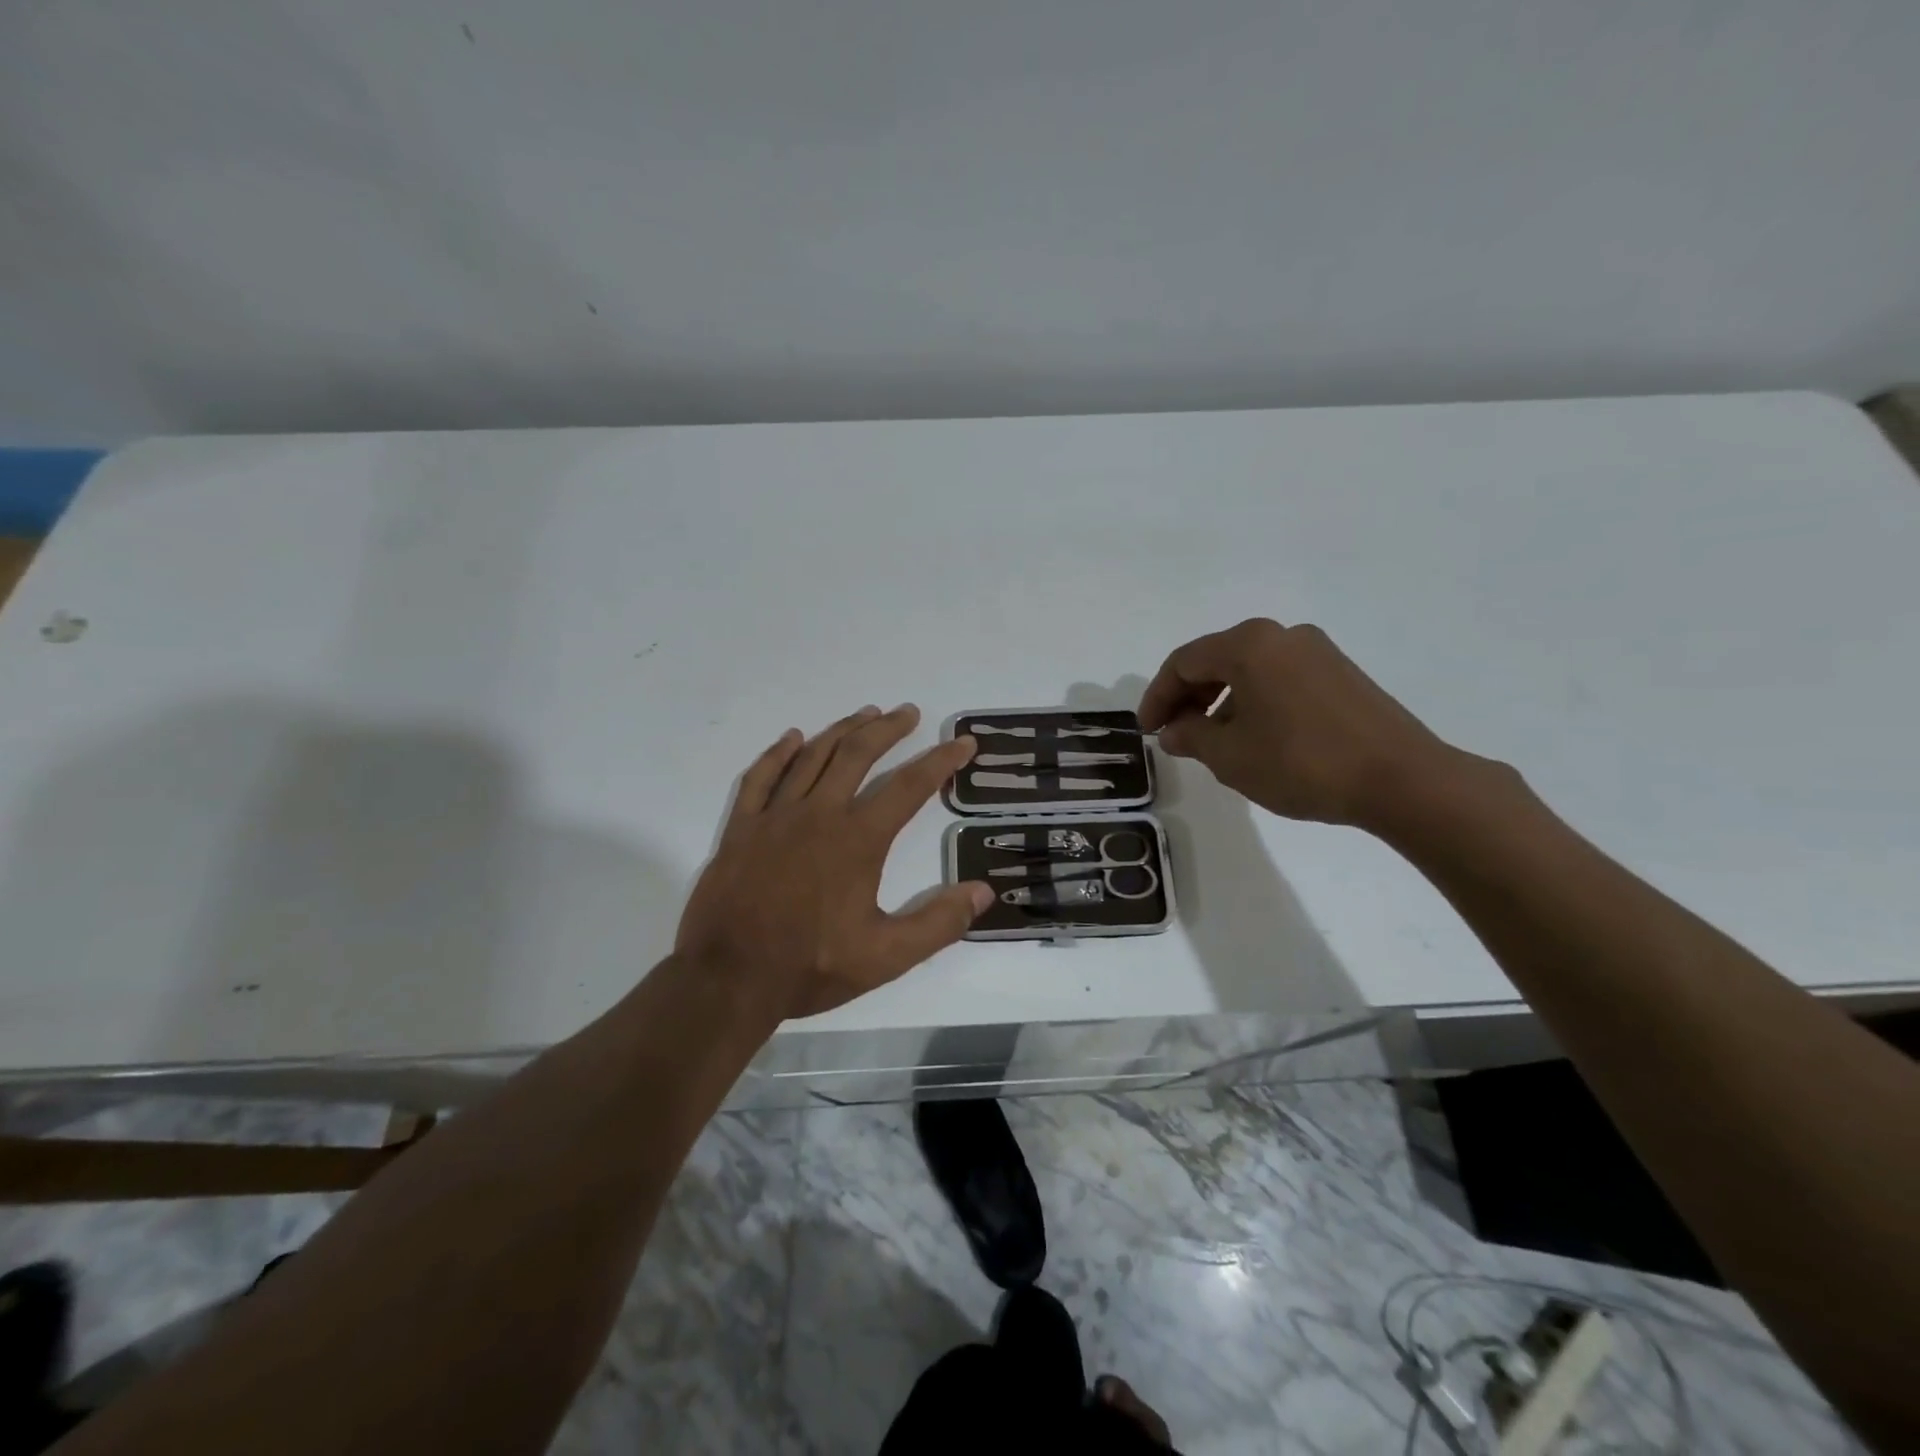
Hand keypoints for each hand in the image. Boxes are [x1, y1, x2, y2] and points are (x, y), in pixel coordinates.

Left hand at [676, 705, 991, 1019]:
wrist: (728, 979)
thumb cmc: (810, 966)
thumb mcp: (887, 957)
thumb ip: (938, 923)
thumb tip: (983, 891)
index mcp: (857, 839)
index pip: (909, 786)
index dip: (940, 761)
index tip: (962, 744)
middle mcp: (819, 814)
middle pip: (858, 755)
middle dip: (887, 729)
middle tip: (907, 712)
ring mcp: (775, 817)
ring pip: (812, 757)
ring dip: (842, 731)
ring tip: (865, 715)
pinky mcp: (741, 828)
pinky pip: (760, 777)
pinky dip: (779, 753)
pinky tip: (793, 738)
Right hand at [1137, 618, 1464, 831]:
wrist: (1401, 779)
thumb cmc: (1301, 762)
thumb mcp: (1230, 756)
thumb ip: (1191, 737)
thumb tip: (1174, 731)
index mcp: (1249, 645)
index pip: (1183, 663)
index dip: (1157, 697)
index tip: (1148, 731)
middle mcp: (1282, 636)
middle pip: (1217, 660)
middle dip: (1188, 698)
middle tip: (1175, 735)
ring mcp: (1318, 652)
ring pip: (1250, 670)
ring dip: (1221, 702)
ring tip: (1214, 742)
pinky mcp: (1341, 673)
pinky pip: (1279, 679)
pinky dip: (1254, 701)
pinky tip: (1256, 737)